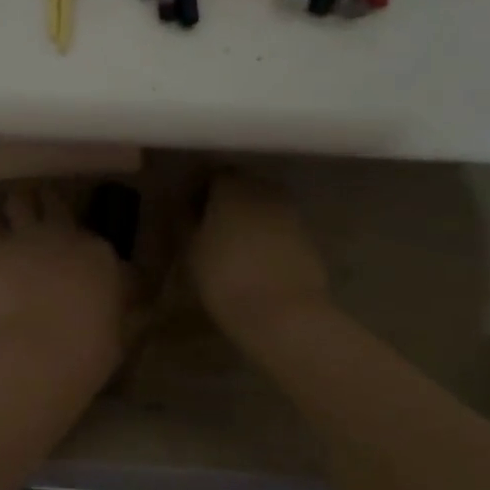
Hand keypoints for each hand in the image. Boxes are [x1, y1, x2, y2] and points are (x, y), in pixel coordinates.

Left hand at [0, 187, 126, 376]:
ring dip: (17, 208)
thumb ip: (122, 310)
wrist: (38, 355)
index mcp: (100, 253)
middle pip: (55, 202)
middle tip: (43, 221)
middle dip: (48, 206)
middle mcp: (64, 233)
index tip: (80, 262)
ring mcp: (26, 236)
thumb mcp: (120, 332)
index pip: (95, 239)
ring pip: (19, 199)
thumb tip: (129, 307)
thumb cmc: (87, 352)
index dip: (84, 248)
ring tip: (13, 221)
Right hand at [190, 173, 330, 340]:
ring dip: (245, 219)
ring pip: (260, 206)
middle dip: (222, 203)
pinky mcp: (308, 236)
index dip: (195, 192)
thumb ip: (184, 221)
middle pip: (238, 186)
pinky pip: (278, 227)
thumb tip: (182, 206)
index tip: (186, 215)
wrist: (287, 315)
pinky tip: (254, 262)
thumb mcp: (191, 250)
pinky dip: (265, 236)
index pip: (209, 174)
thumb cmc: (226, 277)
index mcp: (232, 185)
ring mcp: (290, 211)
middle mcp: (264, 188)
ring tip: (229, 248)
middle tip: (206, 230)